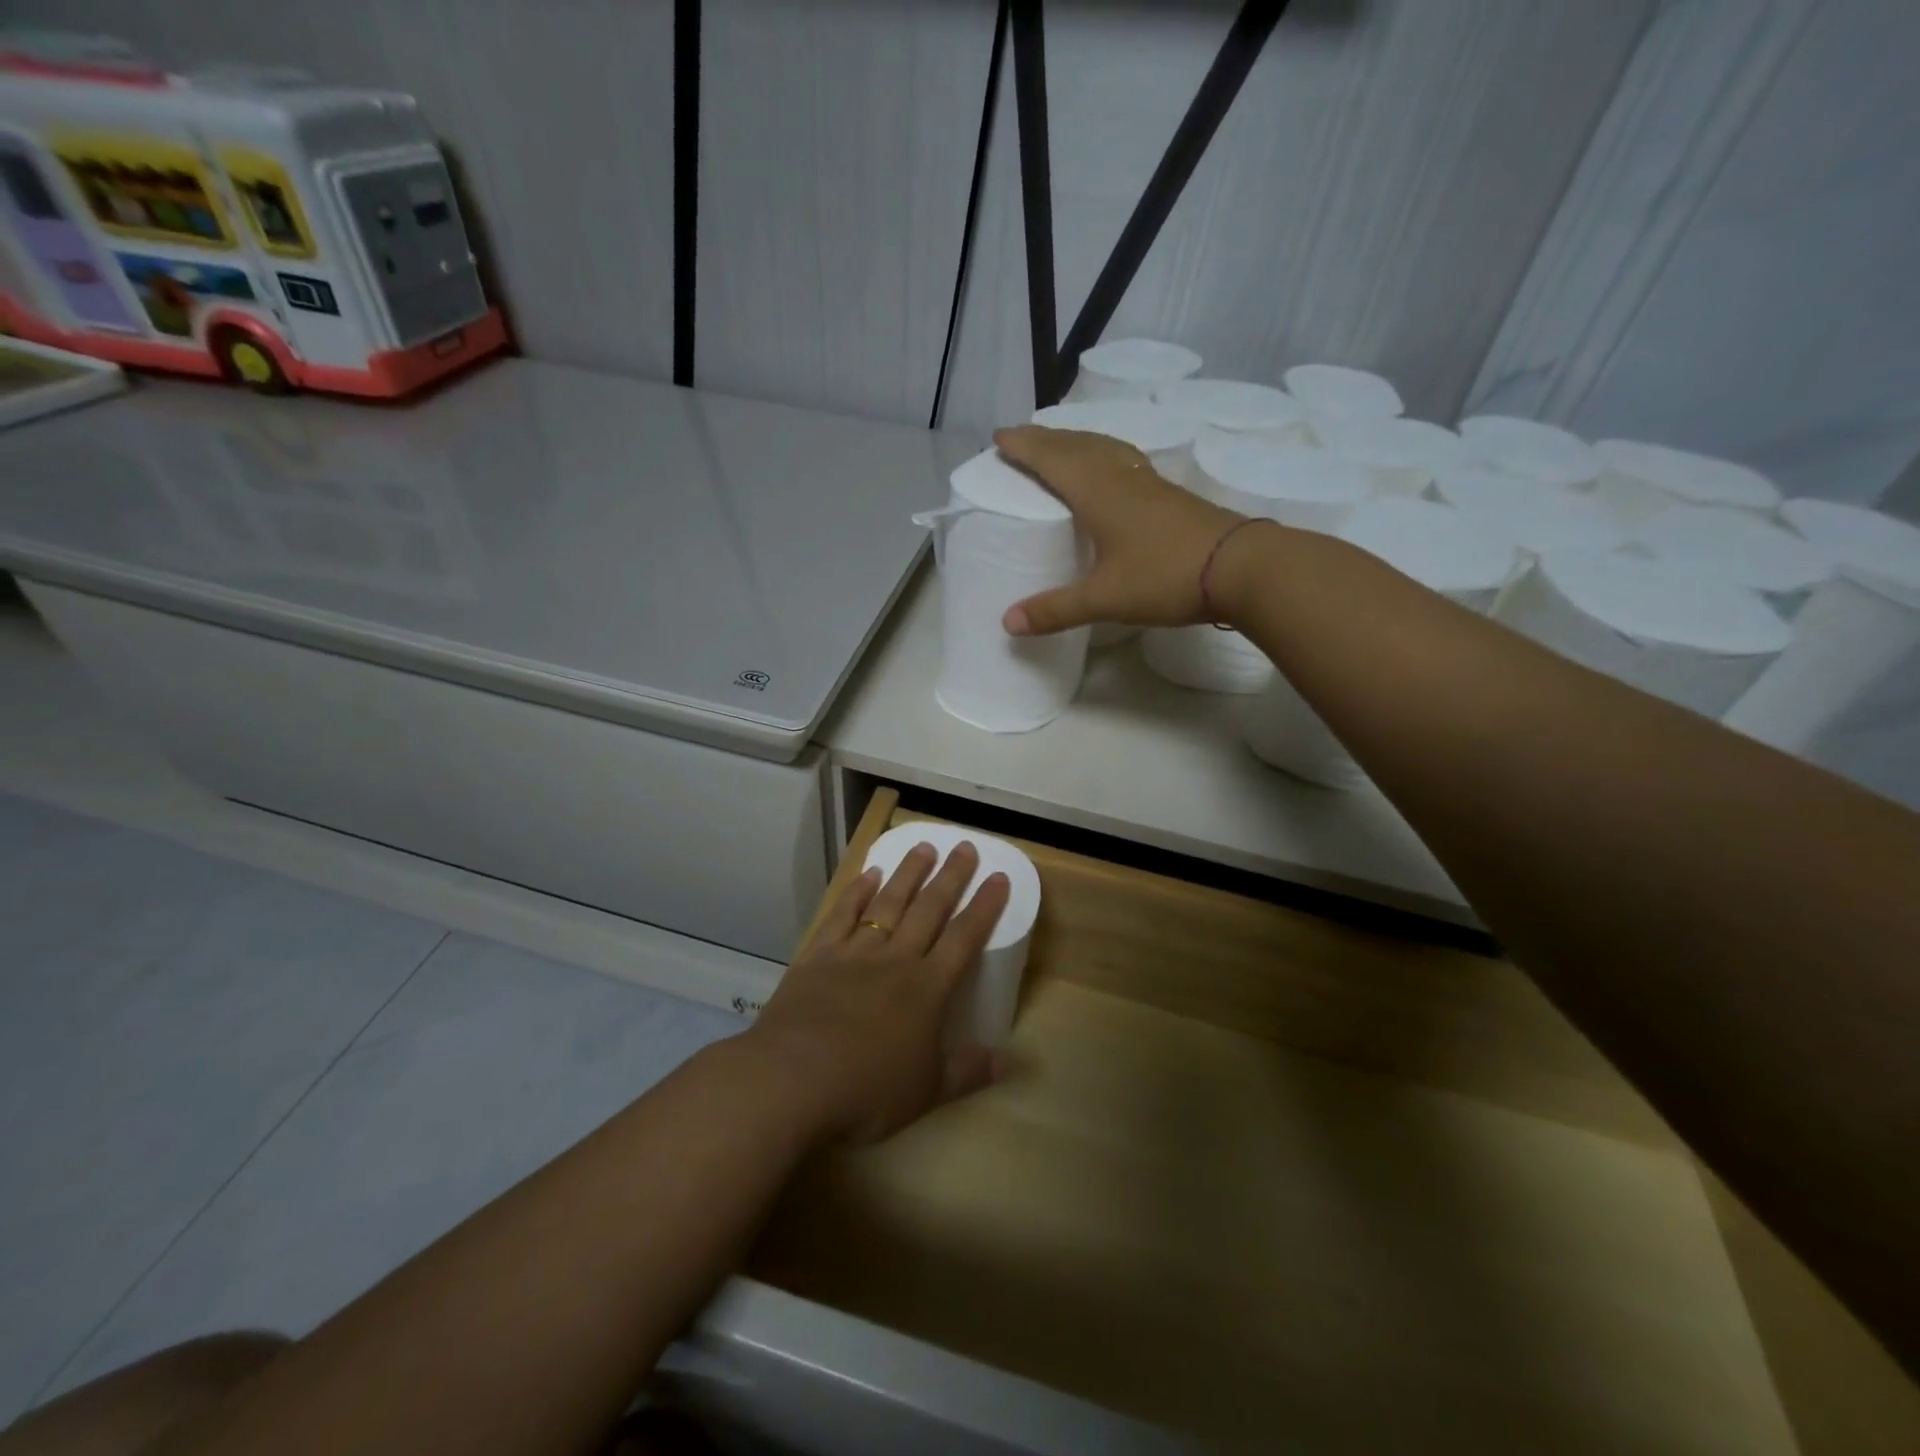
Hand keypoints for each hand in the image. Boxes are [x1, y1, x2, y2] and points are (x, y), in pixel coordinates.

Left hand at [743, 841, 1010, 1143]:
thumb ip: (968, 1071)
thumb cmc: (867, 1090)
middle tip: (964, 846)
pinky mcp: (817, 956)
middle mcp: (895, 960)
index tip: (999, 876)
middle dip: (950, 876)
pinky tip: (867, 875)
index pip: (964, 938)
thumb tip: (1010, 1061)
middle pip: (929, 909)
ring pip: (888, 903)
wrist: (792, 1080)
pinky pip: (842, 915)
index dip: (984, 906)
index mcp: (927, 988)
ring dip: (907, 873)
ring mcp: (854, 953)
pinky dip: (856, 893)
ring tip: (923, 846)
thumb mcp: (927, 1091)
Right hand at [992, 424, 1244, 635]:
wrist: (1240, 566)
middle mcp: (1121, 478)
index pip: (1052, 459)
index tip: (999, 435)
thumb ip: (1055, 609)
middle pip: (1078, 446)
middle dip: (1046, 439)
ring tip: (1061, 444)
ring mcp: (1150, 484)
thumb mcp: (1104, 599)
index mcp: (1098, 493)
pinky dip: (1105, 455)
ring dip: (1078, 441)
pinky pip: (1126, 461)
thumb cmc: (1165, 576)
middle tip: (1022, 437)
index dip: (1024, 447)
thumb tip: (1007, 622)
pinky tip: (1112, 469)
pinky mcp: (1170, 496)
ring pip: (1105, 449)